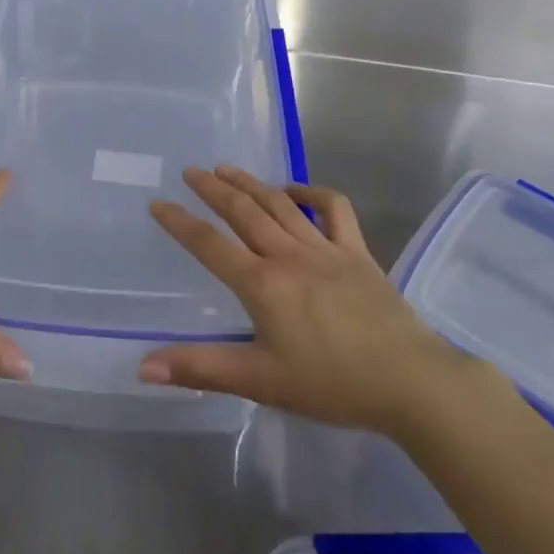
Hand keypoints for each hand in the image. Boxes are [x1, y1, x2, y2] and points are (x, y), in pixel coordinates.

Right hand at [139, 167, 465, 433]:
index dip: (180, 223)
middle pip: (243, 212)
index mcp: (262, 284)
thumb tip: (143, 366)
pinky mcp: (357, 253)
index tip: (157, 203)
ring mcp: (325, 249)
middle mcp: (289, 255)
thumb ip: (201, 368)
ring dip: (251, 183)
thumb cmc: (332, 384)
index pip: (210, 245)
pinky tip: (295, 190)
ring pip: (280, 204)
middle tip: (191, 171)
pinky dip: (312, 193)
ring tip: (227, 169)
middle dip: (213, 189)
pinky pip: (334, 210)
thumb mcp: (260, 381)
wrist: (410, 381)